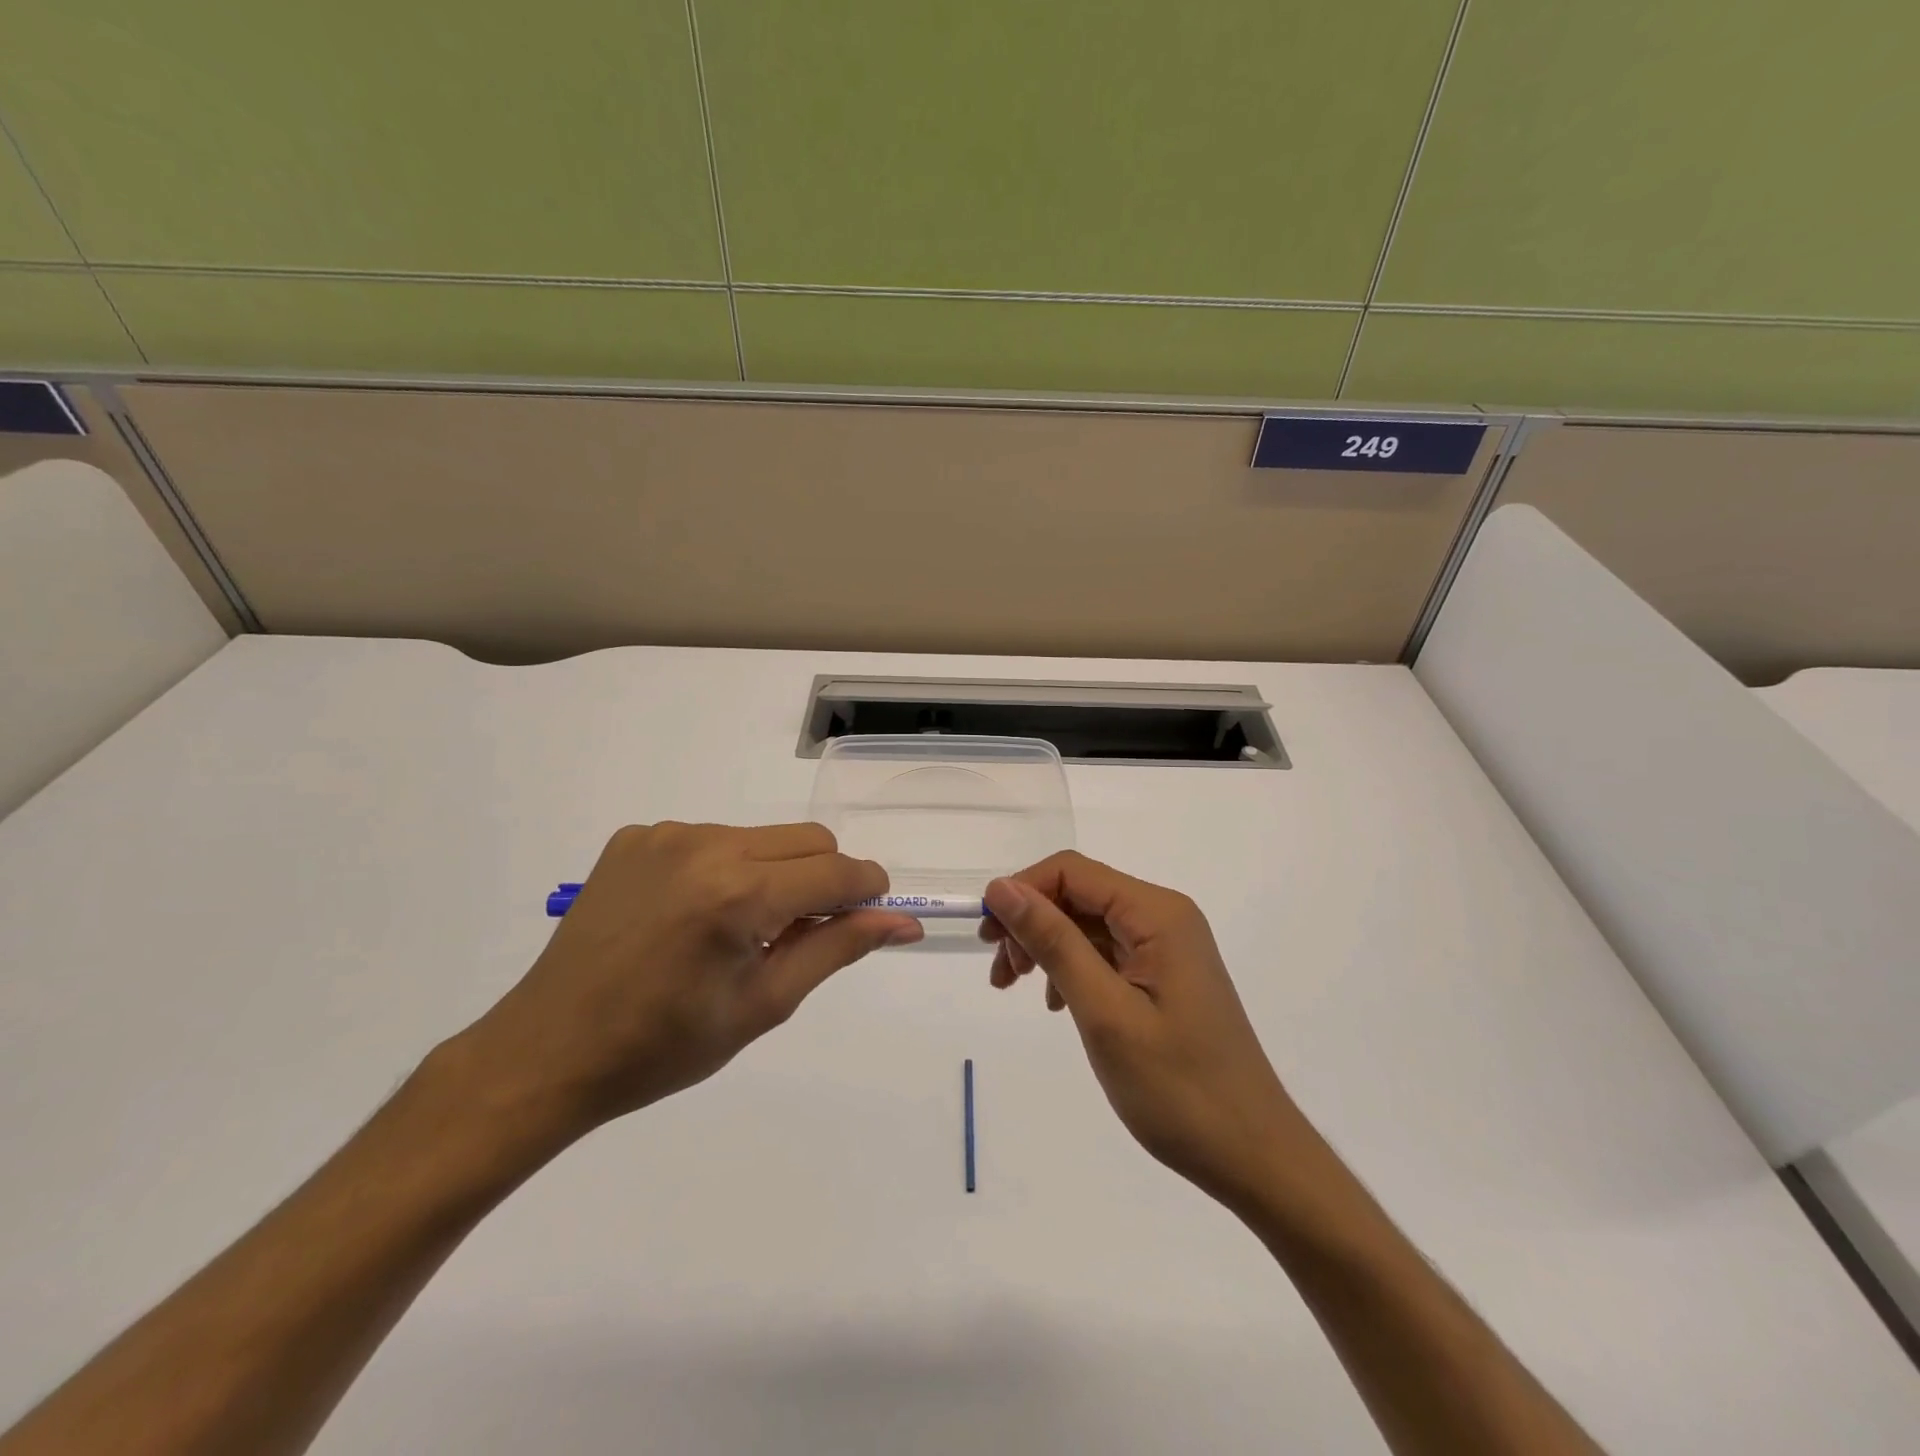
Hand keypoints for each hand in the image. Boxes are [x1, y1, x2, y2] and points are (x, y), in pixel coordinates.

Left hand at [456, 822, 922, 1141]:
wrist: (547, 1052)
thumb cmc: (663, 1047)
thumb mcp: (764, 1004)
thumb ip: (838, 948)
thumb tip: (903, 922)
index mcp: (739, 895)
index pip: (837, 872)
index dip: (867, 891)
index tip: (870, 915)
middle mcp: (706, 846)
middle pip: (807, 840)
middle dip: (823, 879)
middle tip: (798, 934)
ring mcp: (666, 835)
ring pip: (761, 837)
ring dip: (772, 873)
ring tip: (737, 929)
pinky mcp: (635, 837)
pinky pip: (711, 838)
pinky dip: (723, 868)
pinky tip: (691, 914)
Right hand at [982, 852, 1300, 1209]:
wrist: (1253, 1155)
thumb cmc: (1178, 1088)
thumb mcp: (1104, 1012)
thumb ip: (1054, 942)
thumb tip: (1002, 887)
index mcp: (1157, 914)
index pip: (1072, 871)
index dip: (1022, 891)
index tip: (987, 936)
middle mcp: (1164, 917)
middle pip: (1079, 894)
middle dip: (1031, 923)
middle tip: (1000, 973)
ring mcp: (1167, 947)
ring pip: (1087, 923)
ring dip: (1046, 947)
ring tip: (1015, 988)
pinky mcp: (1164, 975)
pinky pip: (1106, 953)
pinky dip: (1072, 968)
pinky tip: (1056, 1004)